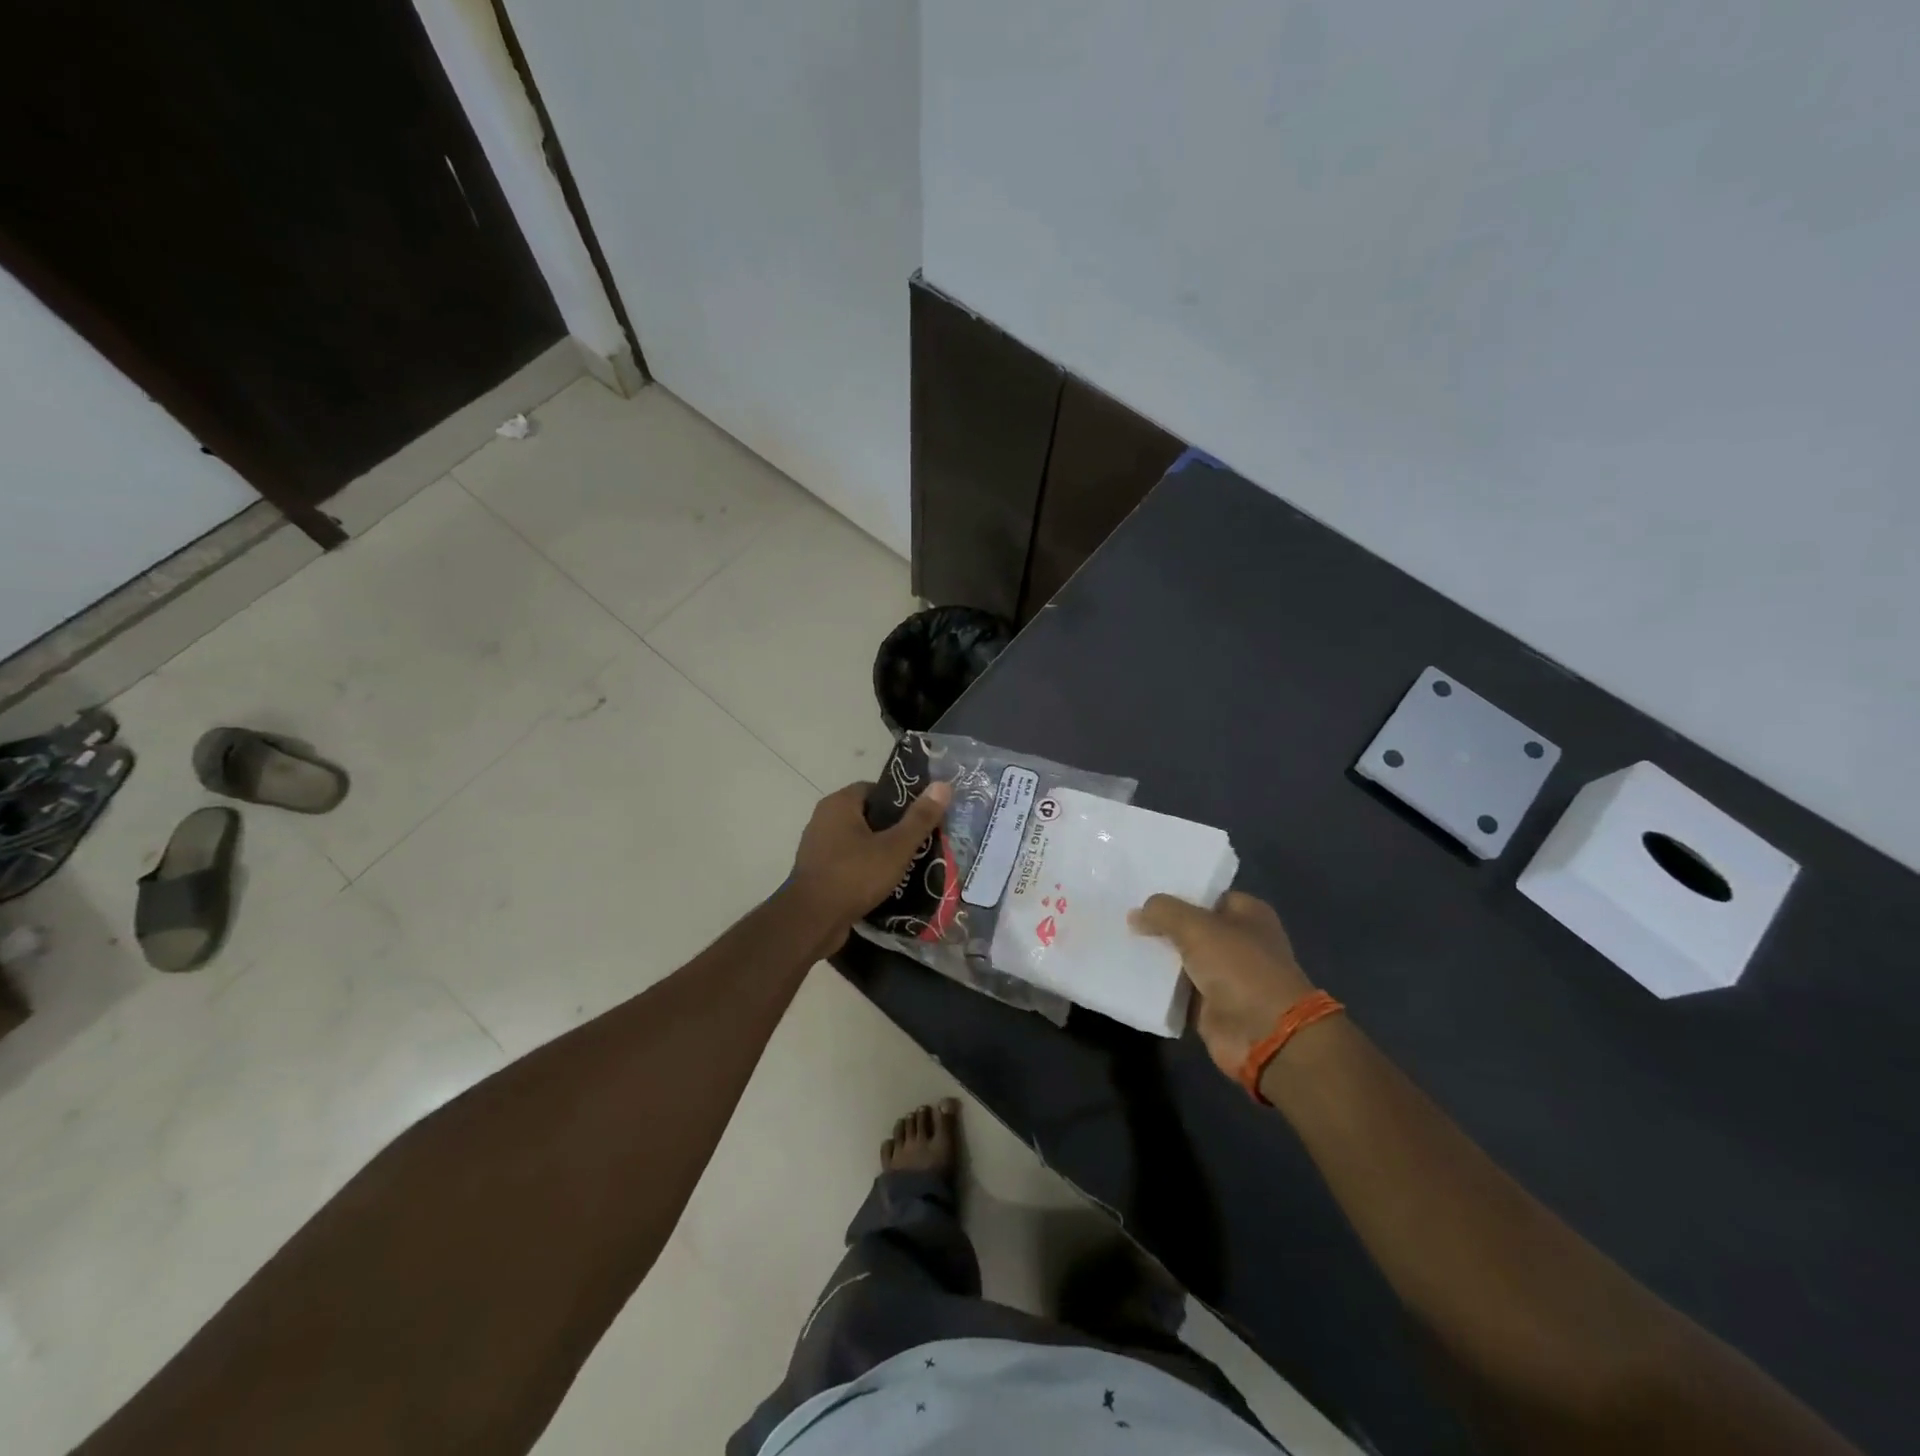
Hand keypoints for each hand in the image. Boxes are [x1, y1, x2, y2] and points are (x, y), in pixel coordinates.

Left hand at [788, 780, 952, 949]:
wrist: (811, 922)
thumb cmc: (854, 876)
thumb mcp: (895, 847)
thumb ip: (920, 818)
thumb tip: (943, 785)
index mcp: (839, 804)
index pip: (875, 789)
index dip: (901, 800)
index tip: (921, 818)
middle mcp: (824, 818)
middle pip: (868, 815)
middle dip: (894, 828)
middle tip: (920, 842)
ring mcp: (817, 846)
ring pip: (858, 840)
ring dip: (880, 850)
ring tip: (908, 864)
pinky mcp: (817, 871)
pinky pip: (848, 861)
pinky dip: (865, 868)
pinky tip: (885, 883)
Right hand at [1130, 891, 1313, 1079]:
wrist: (1263, 1035)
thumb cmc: (1239, 968)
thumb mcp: (1196, 927)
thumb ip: (1163, 912)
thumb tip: (1135, 914)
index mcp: (1247, 914)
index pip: (1205, 895)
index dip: (1176, 893)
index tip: (1141, 891)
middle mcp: (1238, 941)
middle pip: (1190, 926)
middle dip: (1160, 924)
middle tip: (1123, 915)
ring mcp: (1224, 975)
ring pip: (1180, 958)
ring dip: (1156, 955)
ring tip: (1118, 940)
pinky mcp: (1208, 1004)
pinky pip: (1175, 989)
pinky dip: (1156, 985)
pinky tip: (1127, 971)